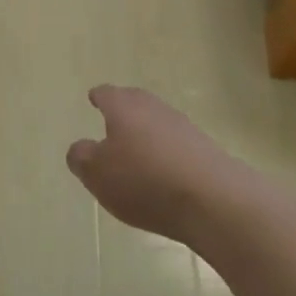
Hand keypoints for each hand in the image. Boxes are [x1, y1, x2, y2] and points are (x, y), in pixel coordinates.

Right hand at [66, 86, 241, 244]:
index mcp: (124, 107)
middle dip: (124, 111)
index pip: (107, 94)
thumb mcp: (97, 173)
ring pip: (158, 124)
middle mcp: (155, 109)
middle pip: (136, 103)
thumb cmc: (144, 180)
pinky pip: (178, 146)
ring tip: (137, 154)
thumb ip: (81, 157)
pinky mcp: (207, 152)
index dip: (99, 97)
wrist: (215, 201)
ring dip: (147, 134)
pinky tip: (163, 175)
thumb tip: (81, 148)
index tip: (94, 98)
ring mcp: (185, 128)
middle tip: (113, 122)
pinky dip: (167, 155)